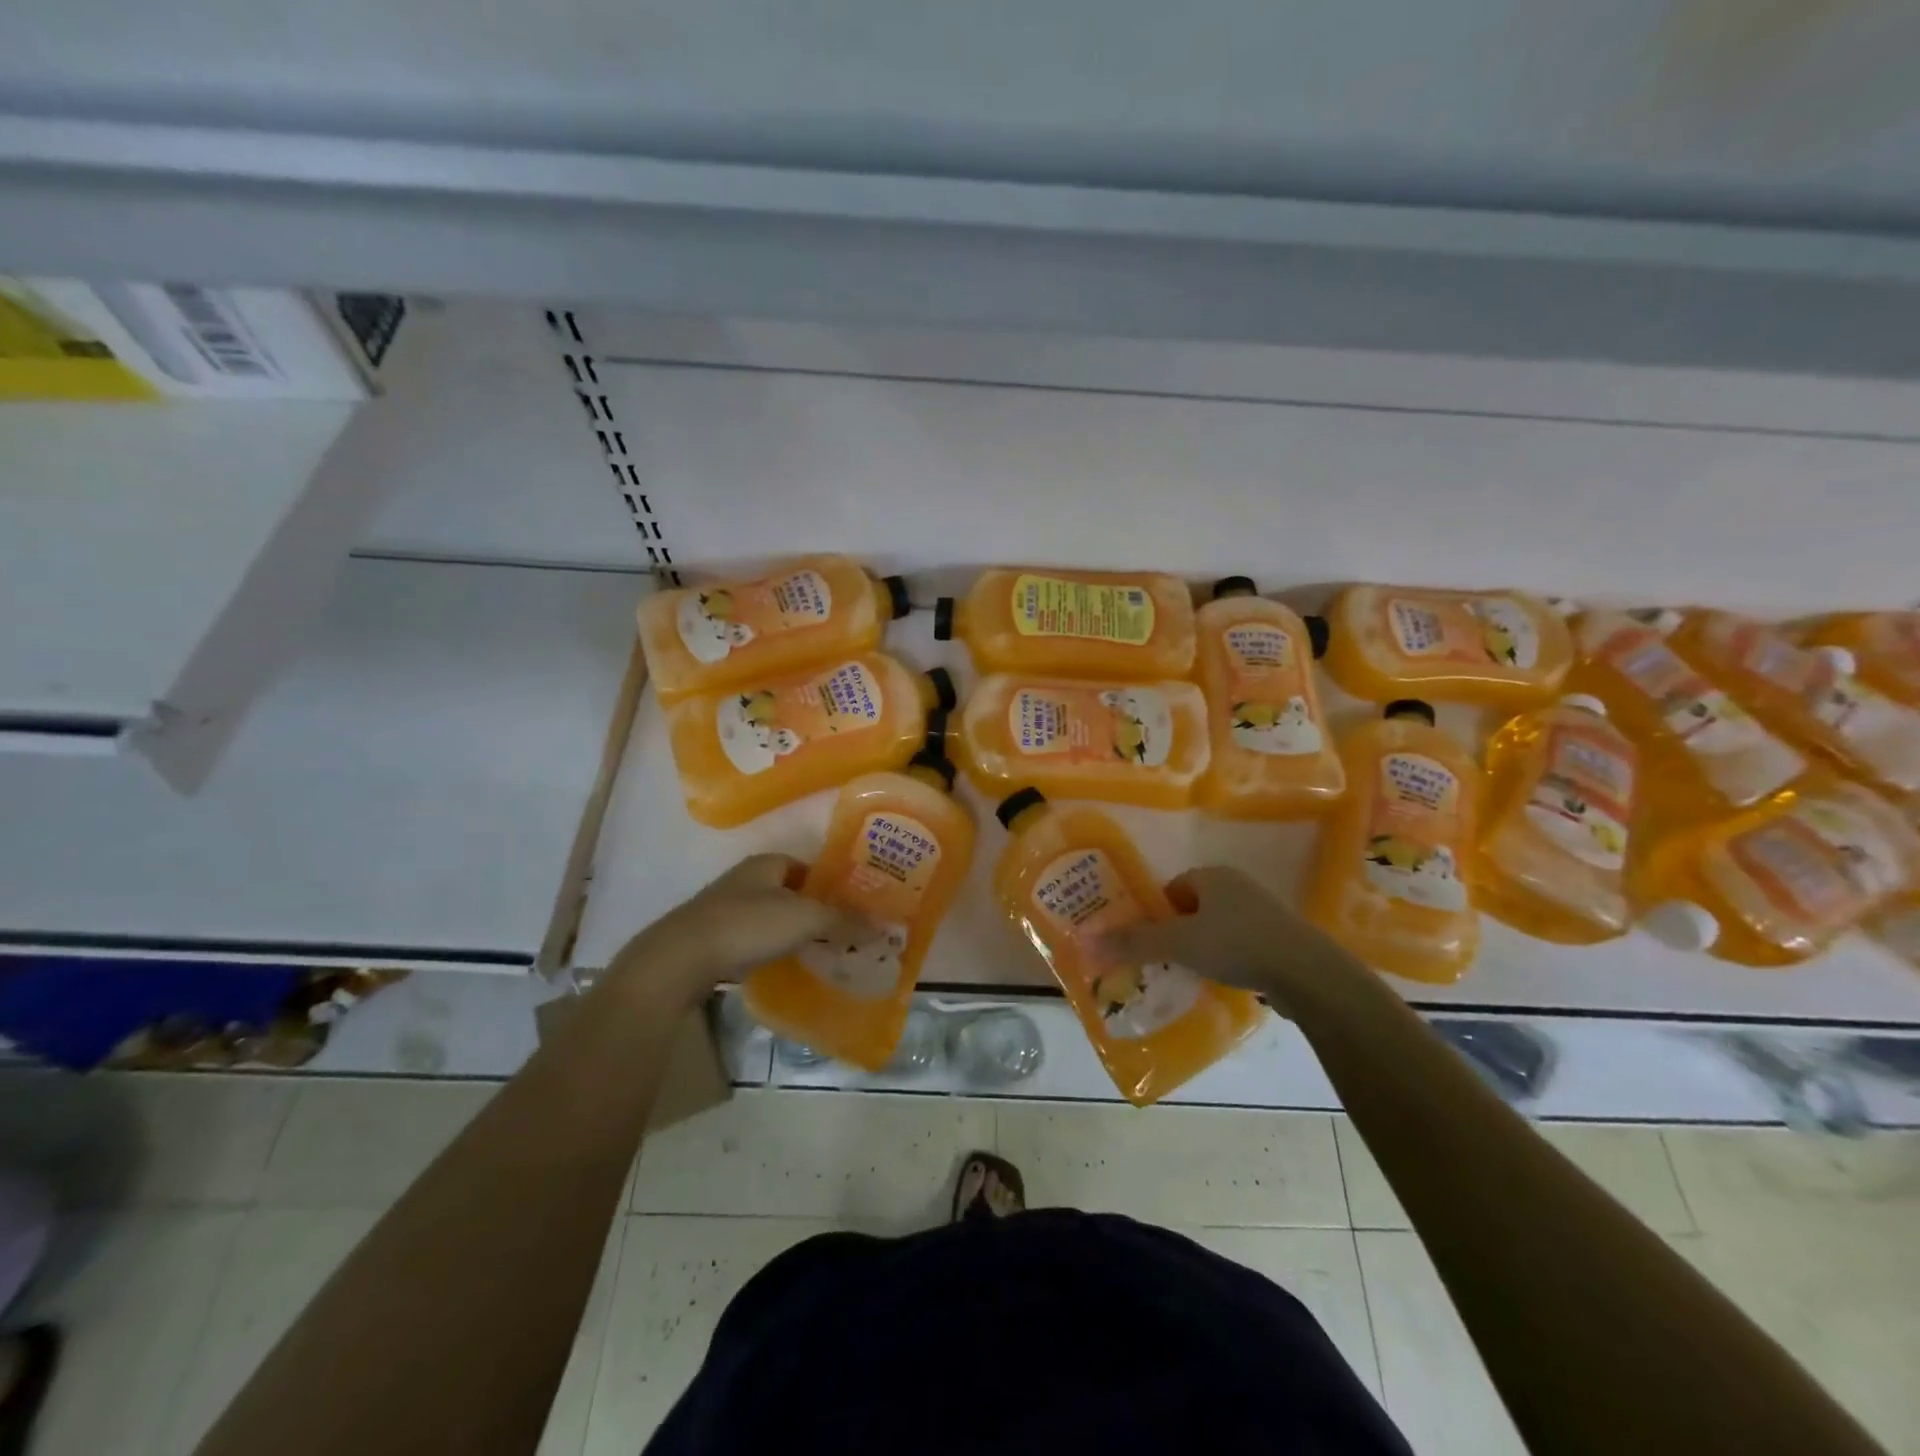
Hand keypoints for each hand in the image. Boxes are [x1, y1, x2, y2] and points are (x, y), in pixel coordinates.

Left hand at [610, 855, 867, 1007]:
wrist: (680, 959)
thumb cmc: (747, 926)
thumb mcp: (805, 920)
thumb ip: (843, 921)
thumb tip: (883, 926)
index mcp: (766, 863)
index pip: (807, 867)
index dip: (829, 885)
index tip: (850, 908)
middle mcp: (744, 879)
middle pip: (788, 892)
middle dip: (811, 911)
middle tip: (839, 935)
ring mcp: (723, 909)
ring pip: (768, 917)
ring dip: (788, 932)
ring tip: (815, 954)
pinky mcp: (709, 939)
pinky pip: (750, 941)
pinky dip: (767, 951)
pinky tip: (780, 968)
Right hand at [1097, 866, 1362, 1014]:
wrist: (1307, 973)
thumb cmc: (1236, 944)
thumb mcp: (1177, 943)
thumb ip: (1132, 942)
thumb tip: (1083, 941)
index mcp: (1213, 876)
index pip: (1171, 889)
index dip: (1156, 914)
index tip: (1149, 942)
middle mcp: (1238, 886)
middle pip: (1194, 908)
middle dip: (1178, 933)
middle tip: (1165, 961)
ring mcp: (1264, 912)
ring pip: (1219, 927)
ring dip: (1204, 947)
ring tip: (1192, 974)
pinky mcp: (1282, 938)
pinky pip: (1243, 944)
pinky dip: (1230, 959)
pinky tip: (1226, 981)